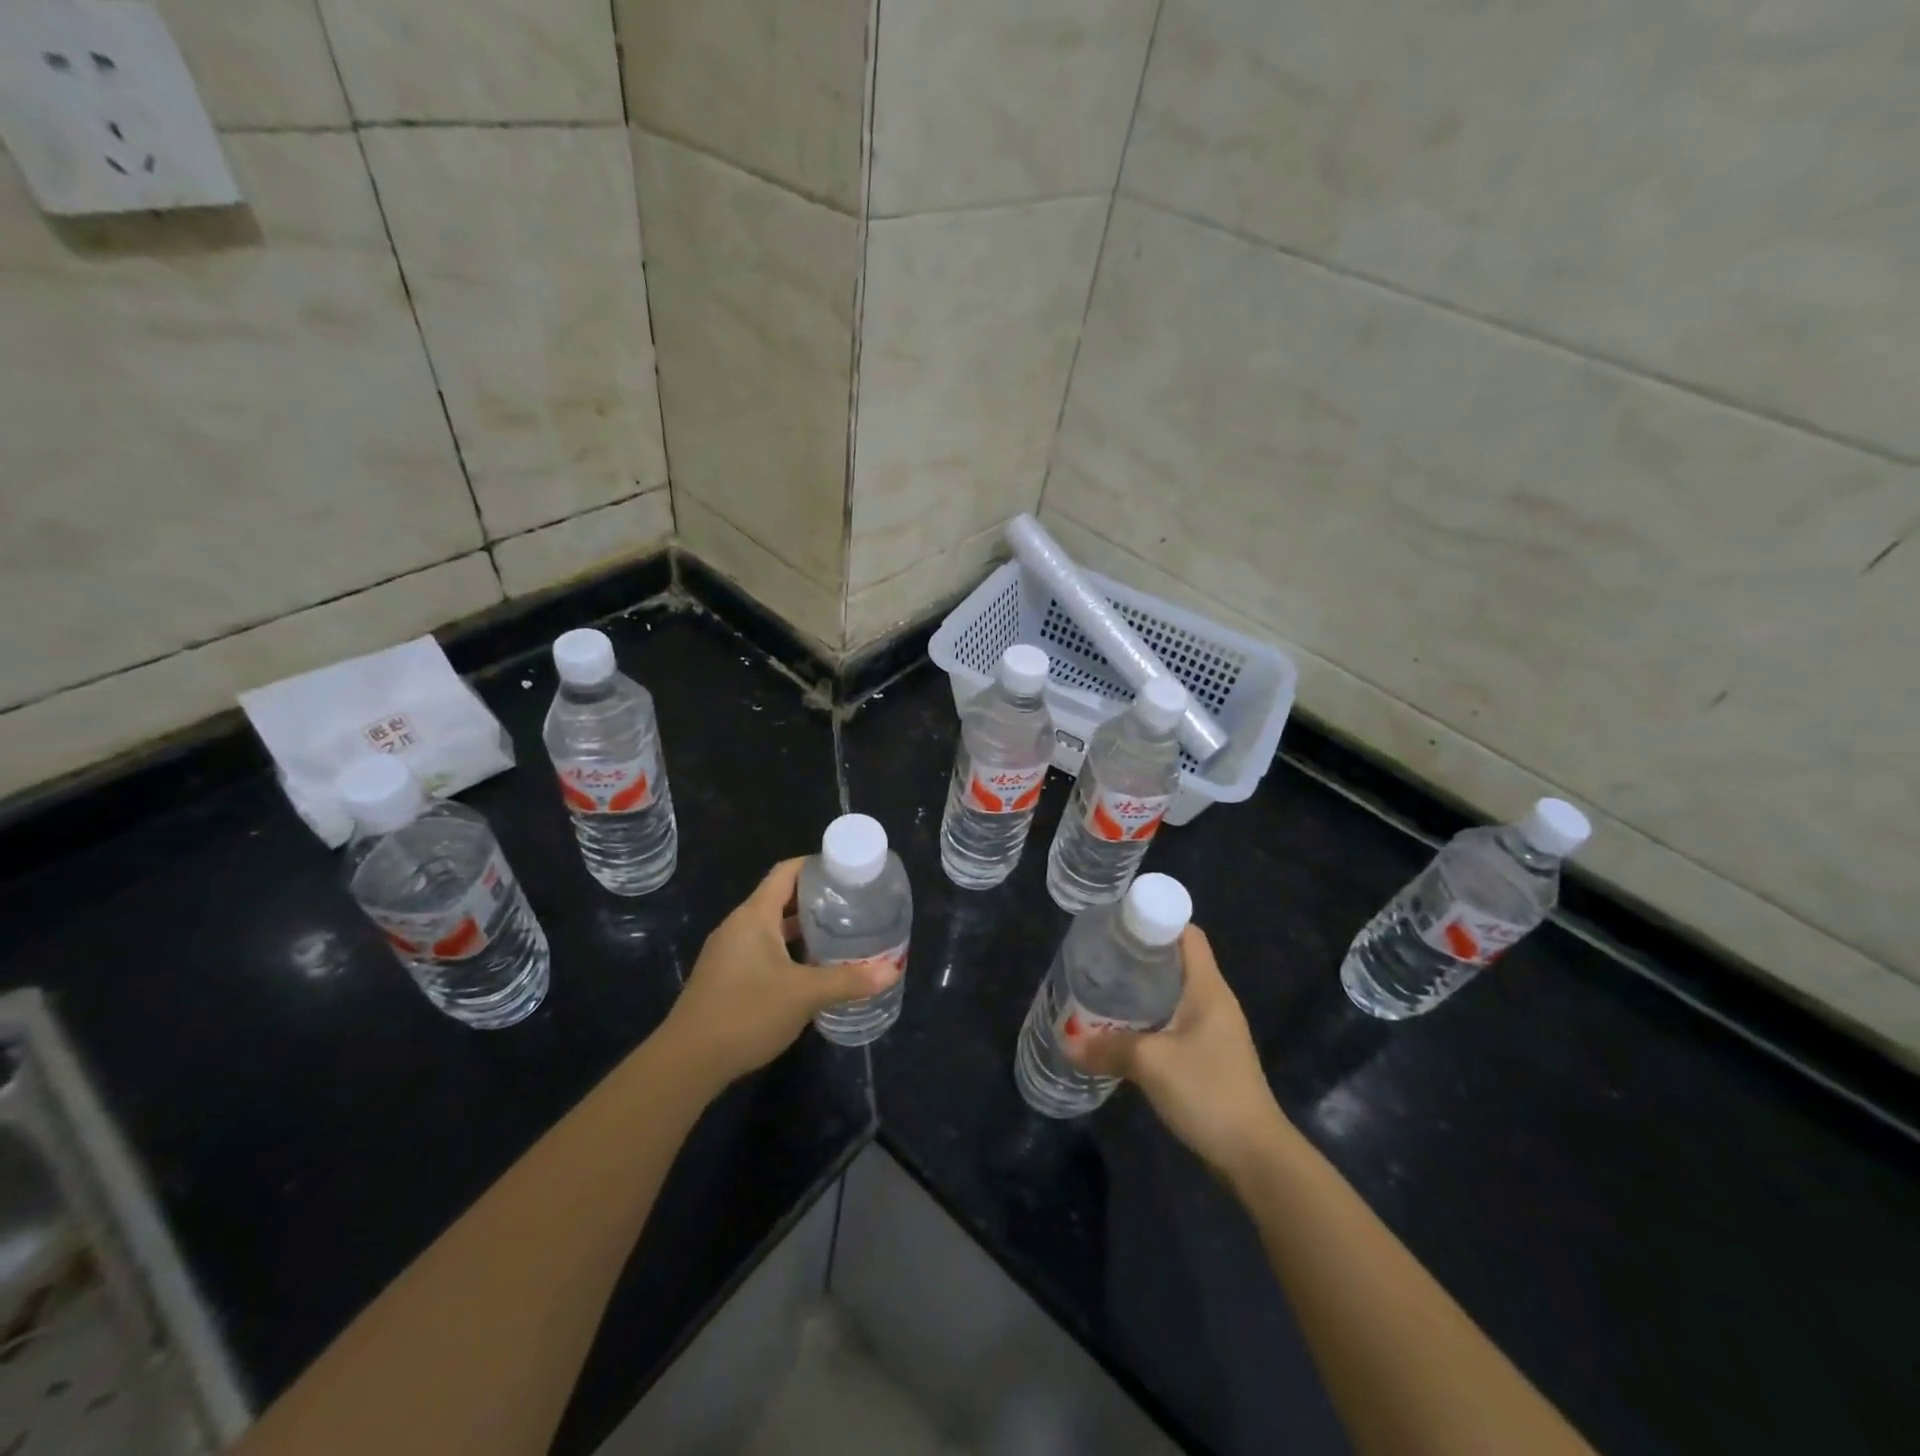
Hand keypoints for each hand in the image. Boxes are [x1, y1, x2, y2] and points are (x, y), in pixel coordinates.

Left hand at [662, 858, 901, 1085]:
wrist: (687, 1062)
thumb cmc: (746, 1013)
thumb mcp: (804, 995)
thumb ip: (848, 980)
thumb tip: (892, 970)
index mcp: (754, 916)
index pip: (786, 872)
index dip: (815, 865)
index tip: (847, 871)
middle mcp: (739, 926)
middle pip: (780, 898)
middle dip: (816, 899)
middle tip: (853, 904)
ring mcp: (729, 952)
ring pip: (772, 926)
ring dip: (803, 928)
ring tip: (839, 934)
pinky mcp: (726, 976)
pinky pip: (762, 949)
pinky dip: (788, 949)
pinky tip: (811, 969)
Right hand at [1066, 924, 1285, 1177]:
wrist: (1255, 1157)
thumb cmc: (1208, 1092)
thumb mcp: (1151, 1064)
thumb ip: (1108, 1048)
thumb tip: (1066, 1041)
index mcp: (1208, 988)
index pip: (1187, 934)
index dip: (1156, 920)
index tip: (1118, 925)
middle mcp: (1213, 1002)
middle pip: (1176, 962)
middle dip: (1138, 957)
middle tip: (1100, 958)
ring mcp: (1213, 1031)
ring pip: (1173, 994)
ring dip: (1141, 991)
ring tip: (1103, 990)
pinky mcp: (1209, 1057)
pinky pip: (1174, 1023)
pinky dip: (1149, 1019)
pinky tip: (1122, 1031)